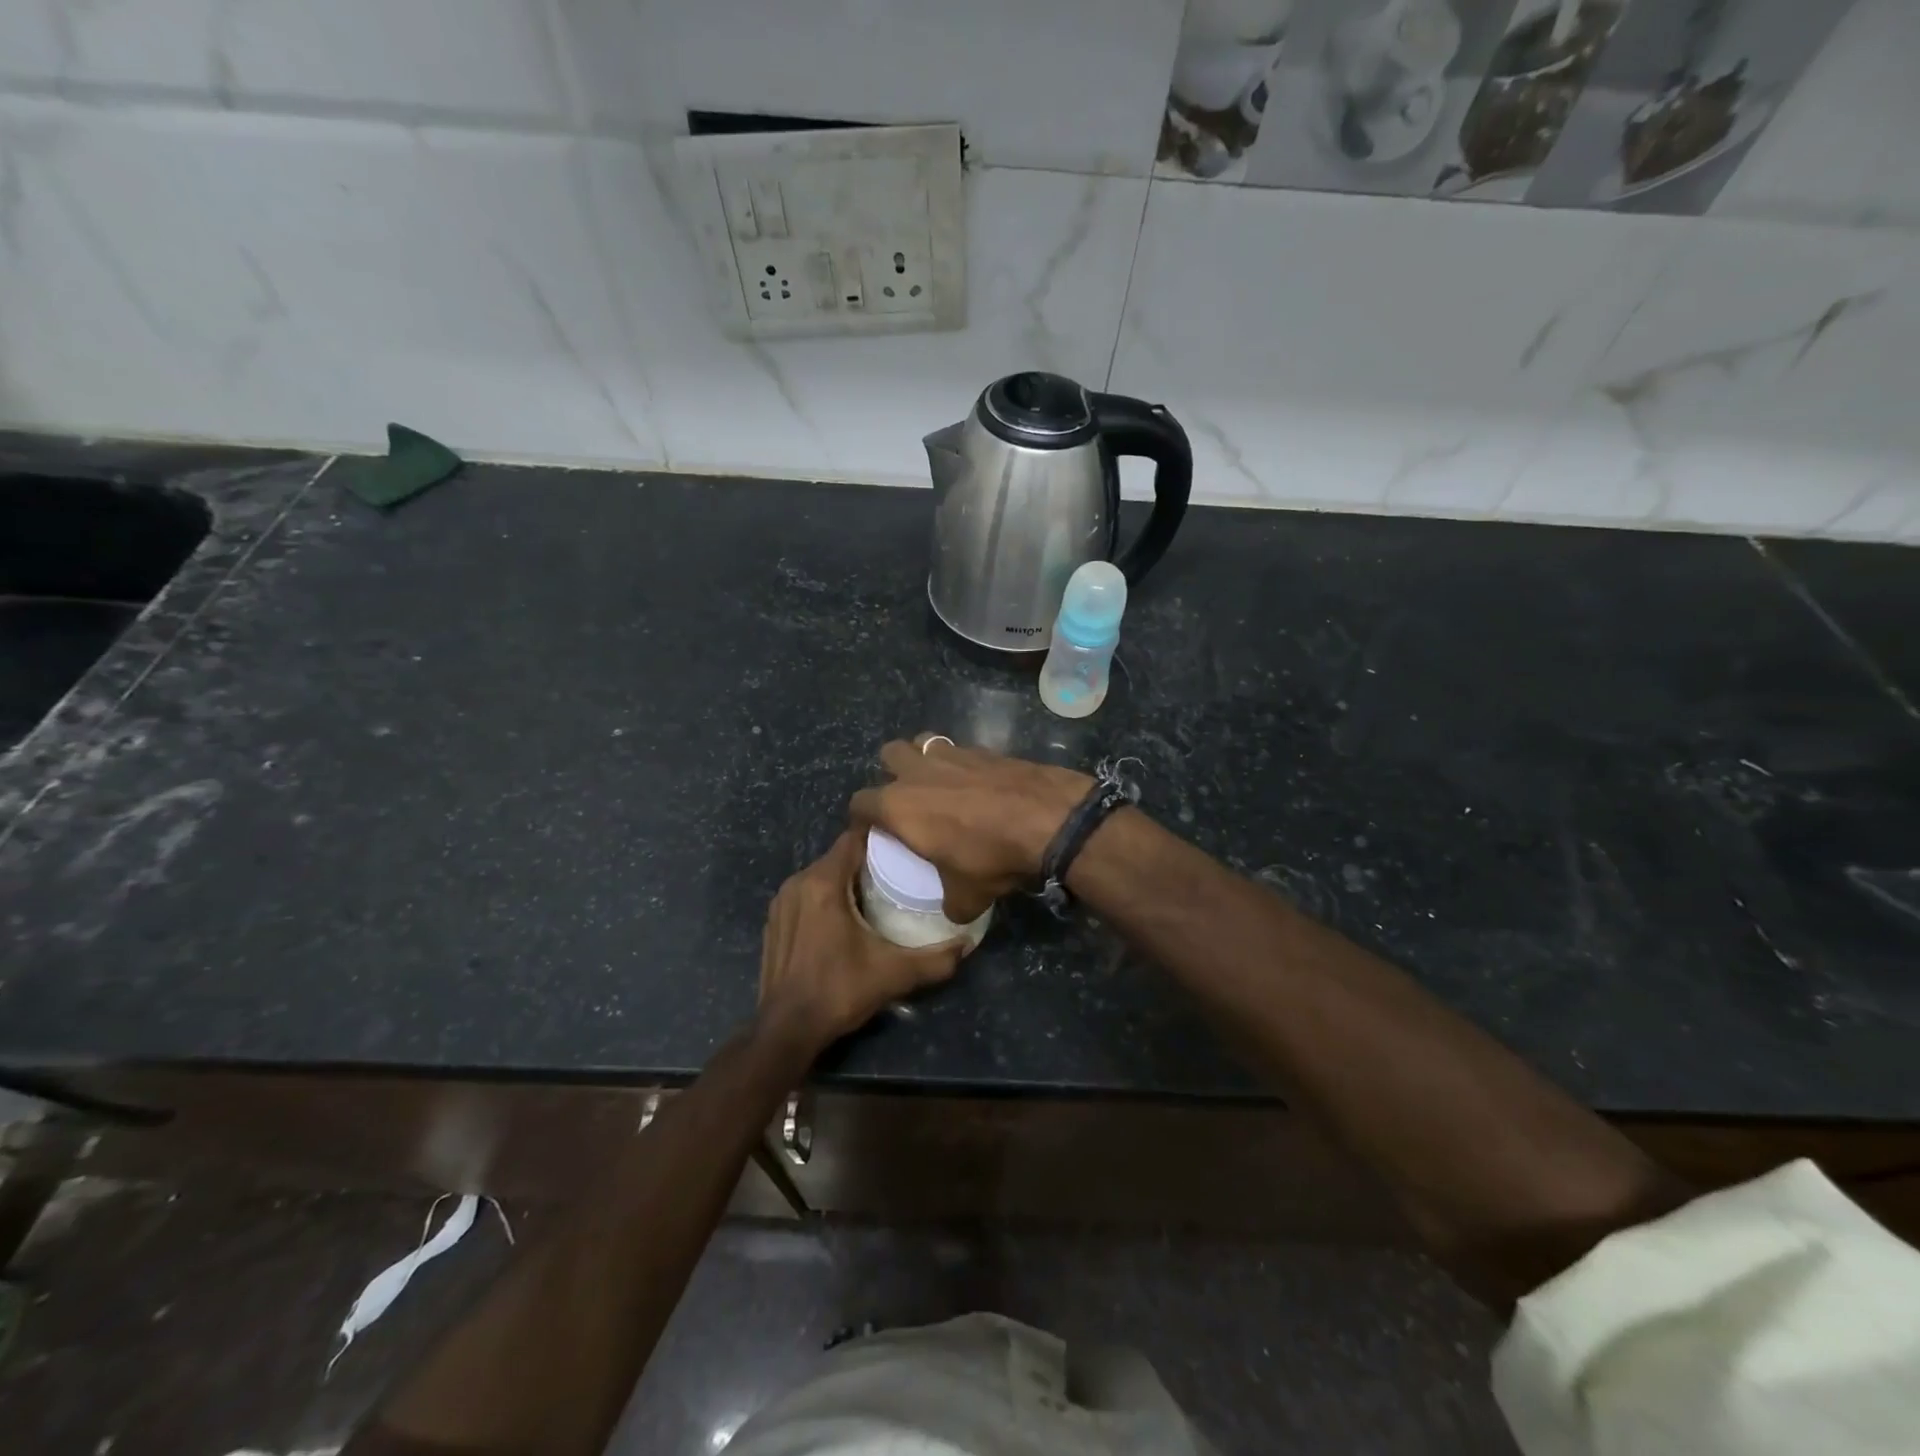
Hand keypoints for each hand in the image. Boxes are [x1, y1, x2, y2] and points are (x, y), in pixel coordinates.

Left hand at [757, 830, 965, 1053]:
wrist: (785, 1030)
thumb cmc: (838, 992)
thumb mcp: (893, 974)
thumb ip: (935, 959)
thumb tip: (967, 944)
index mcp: (823, 883)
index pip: (853, 838)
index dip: (880, 839)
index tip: (905, 849)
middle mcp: (798, 883)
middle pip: (838, 856)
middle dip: (867, 862)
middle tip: (899, 874)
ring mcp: (781, 902)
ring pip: (821, 875)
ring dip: (846, 880)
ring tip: (877, 895)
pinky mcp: (773, 921)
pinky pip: (806, 894)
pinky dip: (825, 897)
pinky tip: (845, 919)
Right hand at [849, 735, 1091, 922]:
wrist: (1047, 819)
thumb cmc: (991, 857)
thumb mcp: (967, 897)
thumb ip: (951, 904)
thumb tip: (954, 911)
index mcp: (899, 806)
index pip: (860, 803)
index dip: (861, 819)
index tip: (872, 833)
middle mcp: (918, 772)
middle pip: (888, 754)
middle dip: (891, 772)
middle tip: (907, 799)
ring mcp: (952, 754)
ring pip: (923, 742)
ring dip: (924, 758)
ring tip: (939, 782)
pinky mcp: (984, 749)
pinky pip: (960, 749)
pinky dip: (961, 763)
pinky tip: (977, 784)